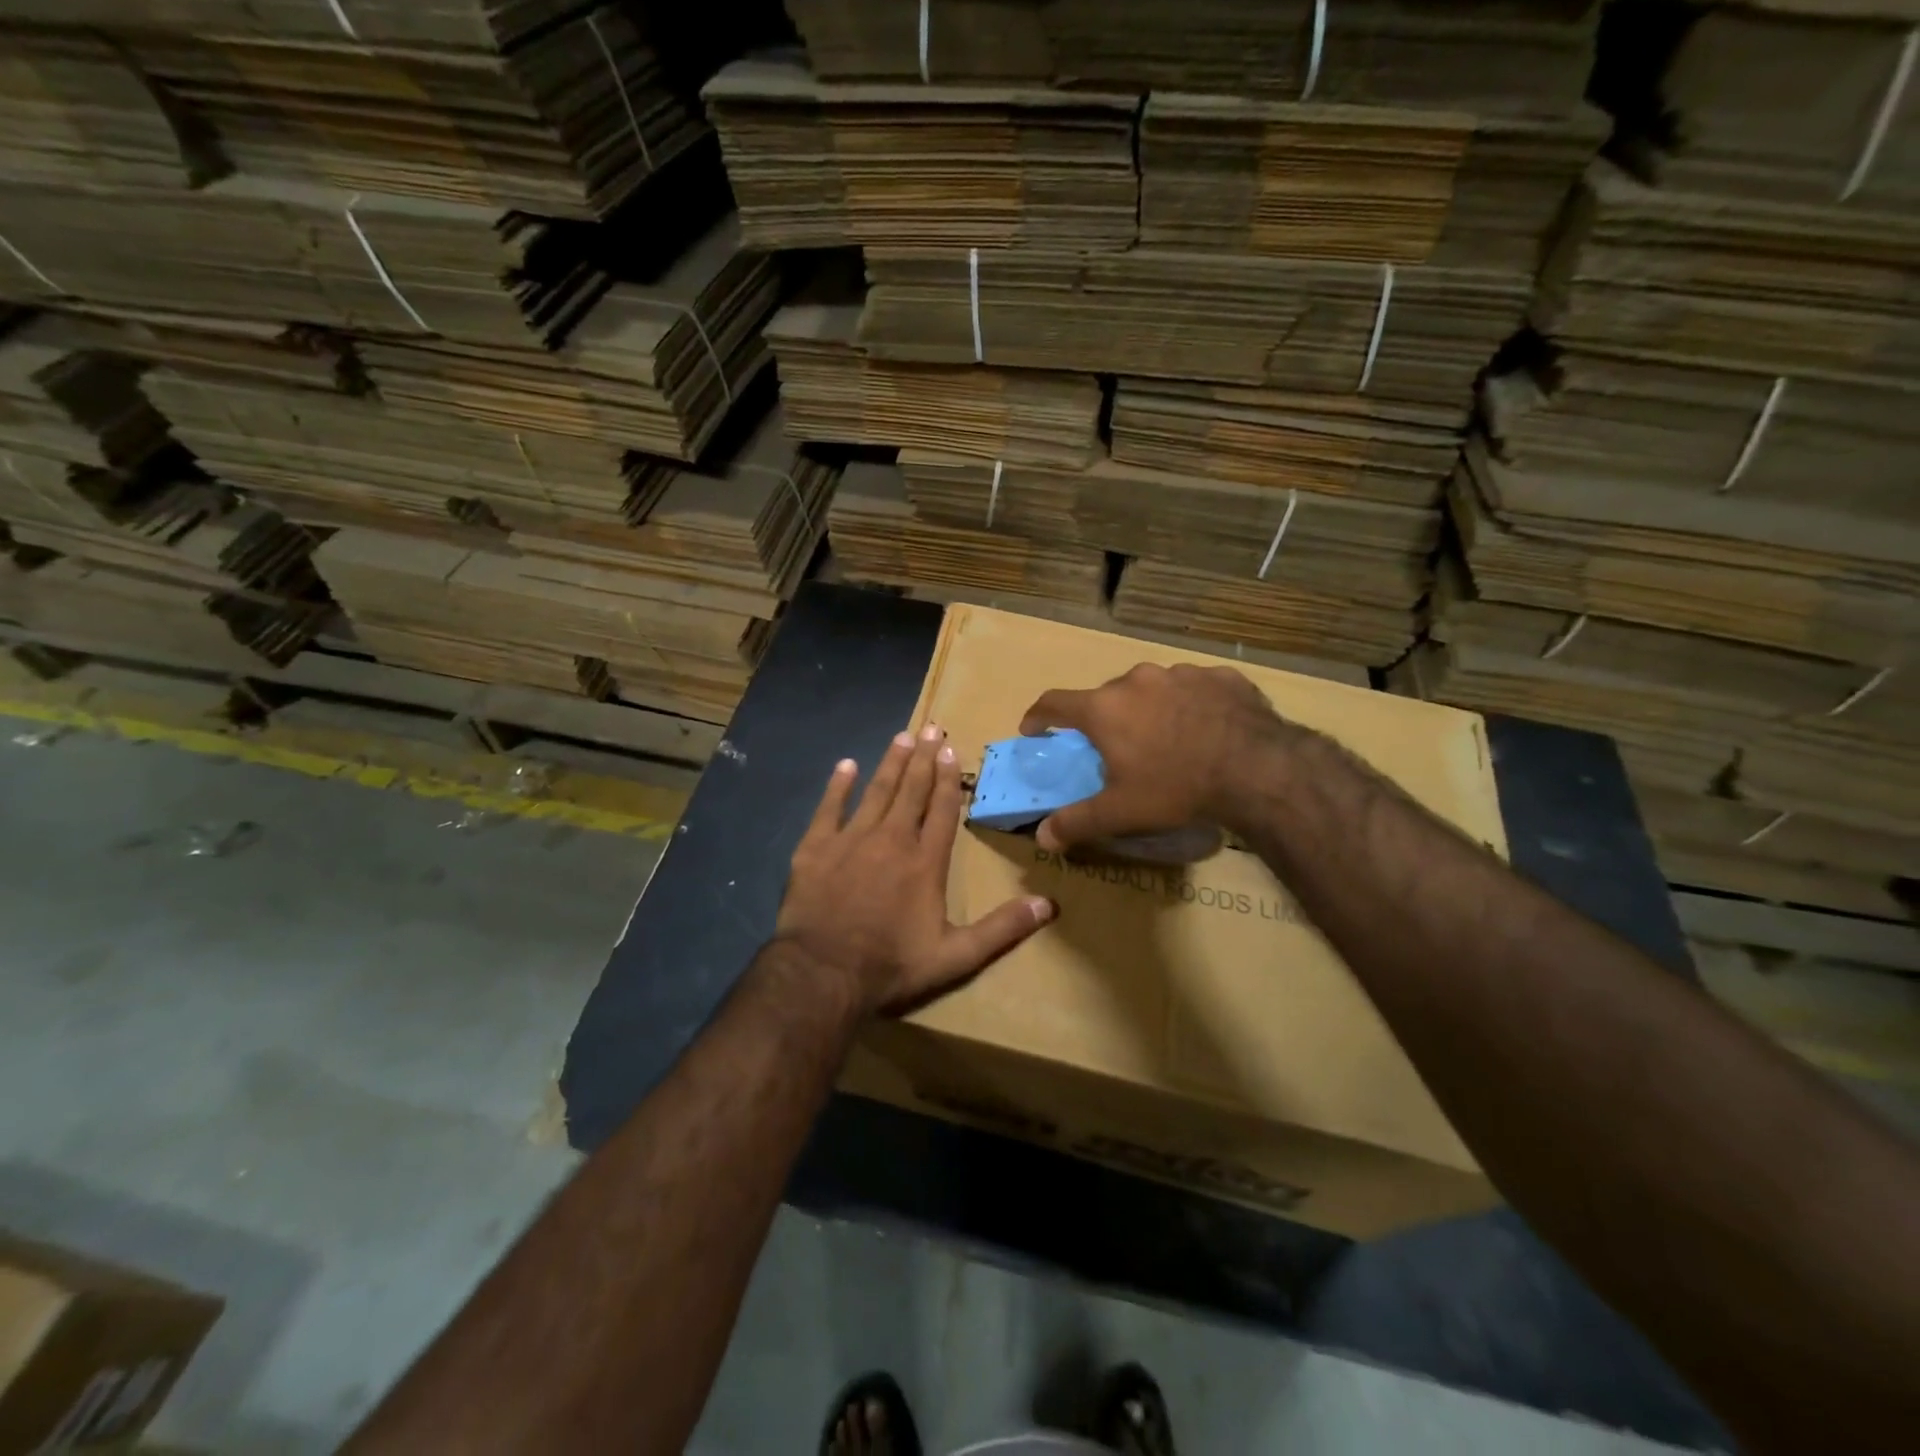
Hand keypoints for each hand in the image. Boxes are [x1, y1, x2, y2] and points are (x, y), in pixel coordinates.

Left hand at [777, 723, 1056, 1015]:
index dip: (947, 779)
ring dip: (891, 763)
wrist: (823, 972)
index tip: (950, 749)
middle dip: (923, 758)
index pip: (941, 809)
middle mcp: (891, 839)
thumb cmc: (891, 965)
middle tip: (931, 727)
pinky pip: (829, 807)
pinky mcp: (815, 847)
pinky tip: (846, 765)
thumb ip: (1001, 929)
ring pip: (876, 791)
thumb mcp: (955, 956)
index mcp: (925, 861)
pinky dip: (838, 785)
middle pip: (912, 790)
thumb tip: (1048, 905)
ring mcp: (851, 839)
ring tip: (902, 737)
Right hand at [1020, 663, 1296, 851]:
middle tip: (1115, 748)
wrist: (1258, 769)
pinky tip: (1206, 729)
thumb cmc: (1176, 788)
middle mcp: (1137, 680)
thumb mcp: (1121, 812)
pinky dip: (1190, 705)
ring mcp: (1181, 673)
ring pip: (1152, 689)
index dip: (1039, 716)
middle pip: (1107, 696)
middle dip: (1105, 719)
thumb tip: (1042, 838)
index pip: (1054, 702)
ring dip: (1150, 709)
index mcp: (1105, 708)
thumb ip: (1077, 823)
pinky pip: (1194, 688)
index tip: (1034, 729)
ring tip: (1167, 739)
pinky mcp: (1220, 676)